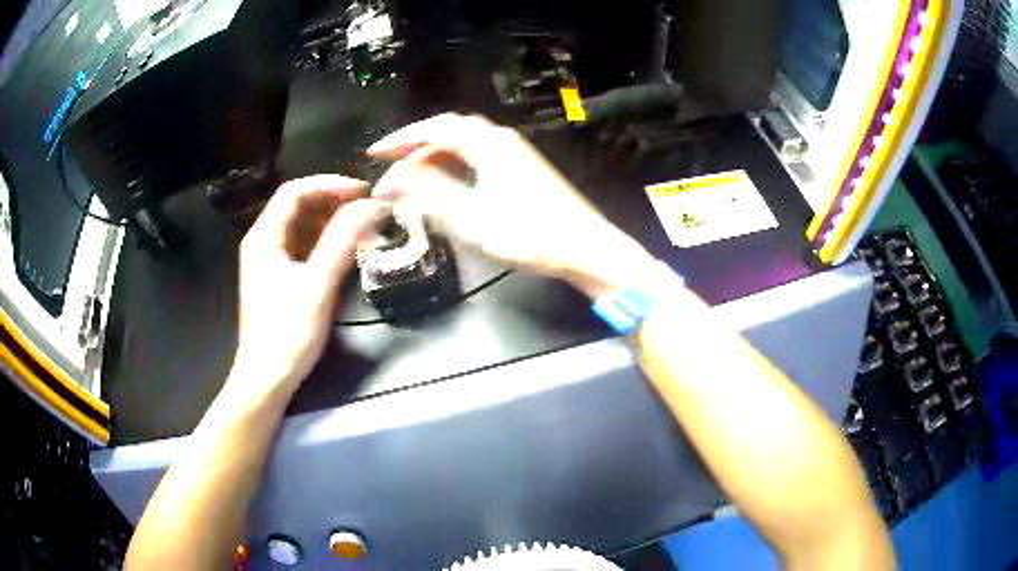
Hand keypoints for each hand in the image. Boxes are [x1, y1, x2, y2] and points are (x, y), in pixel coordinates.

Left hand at [235, 175, 383, 392]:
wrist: (266, 378)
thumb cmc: (287, 333)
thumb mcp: (317, 286)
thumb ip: (342, 242)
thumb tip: (370, 207)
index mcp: (264, 237)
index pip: (294, 192)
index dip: (328, 185)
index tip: (361, 191)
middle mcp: (263, 242)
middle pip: (296, 206)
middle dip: (331, 201)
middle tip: (366, 207)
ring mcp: (269, 262)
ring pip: (300, 227)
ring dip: (330, 220)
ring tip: (361, 225)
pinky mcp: (278, 279)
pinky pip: (302, 247)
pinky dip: (324, 241)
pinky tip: (344, 249)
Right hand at [369, 113, 654, 297]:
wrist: (585, 249)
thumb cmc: (529, 234)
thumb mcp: (471, 217)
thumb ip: (427, 196)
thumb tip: (388, 181)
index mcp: (489, 144)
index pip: (436, 128)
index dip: (402, 138)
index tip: (376, 153)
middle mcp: (502, 141)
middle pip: (451, 133)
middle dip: (417, 147)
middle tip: (393, 167)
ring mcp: (515, 156)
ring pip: (466, 148)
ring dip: (436, 160)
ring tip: (413, 182)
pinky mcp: (522, 172)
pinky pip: (478, 161)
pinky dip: (455, 170)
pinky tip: (448, 189)